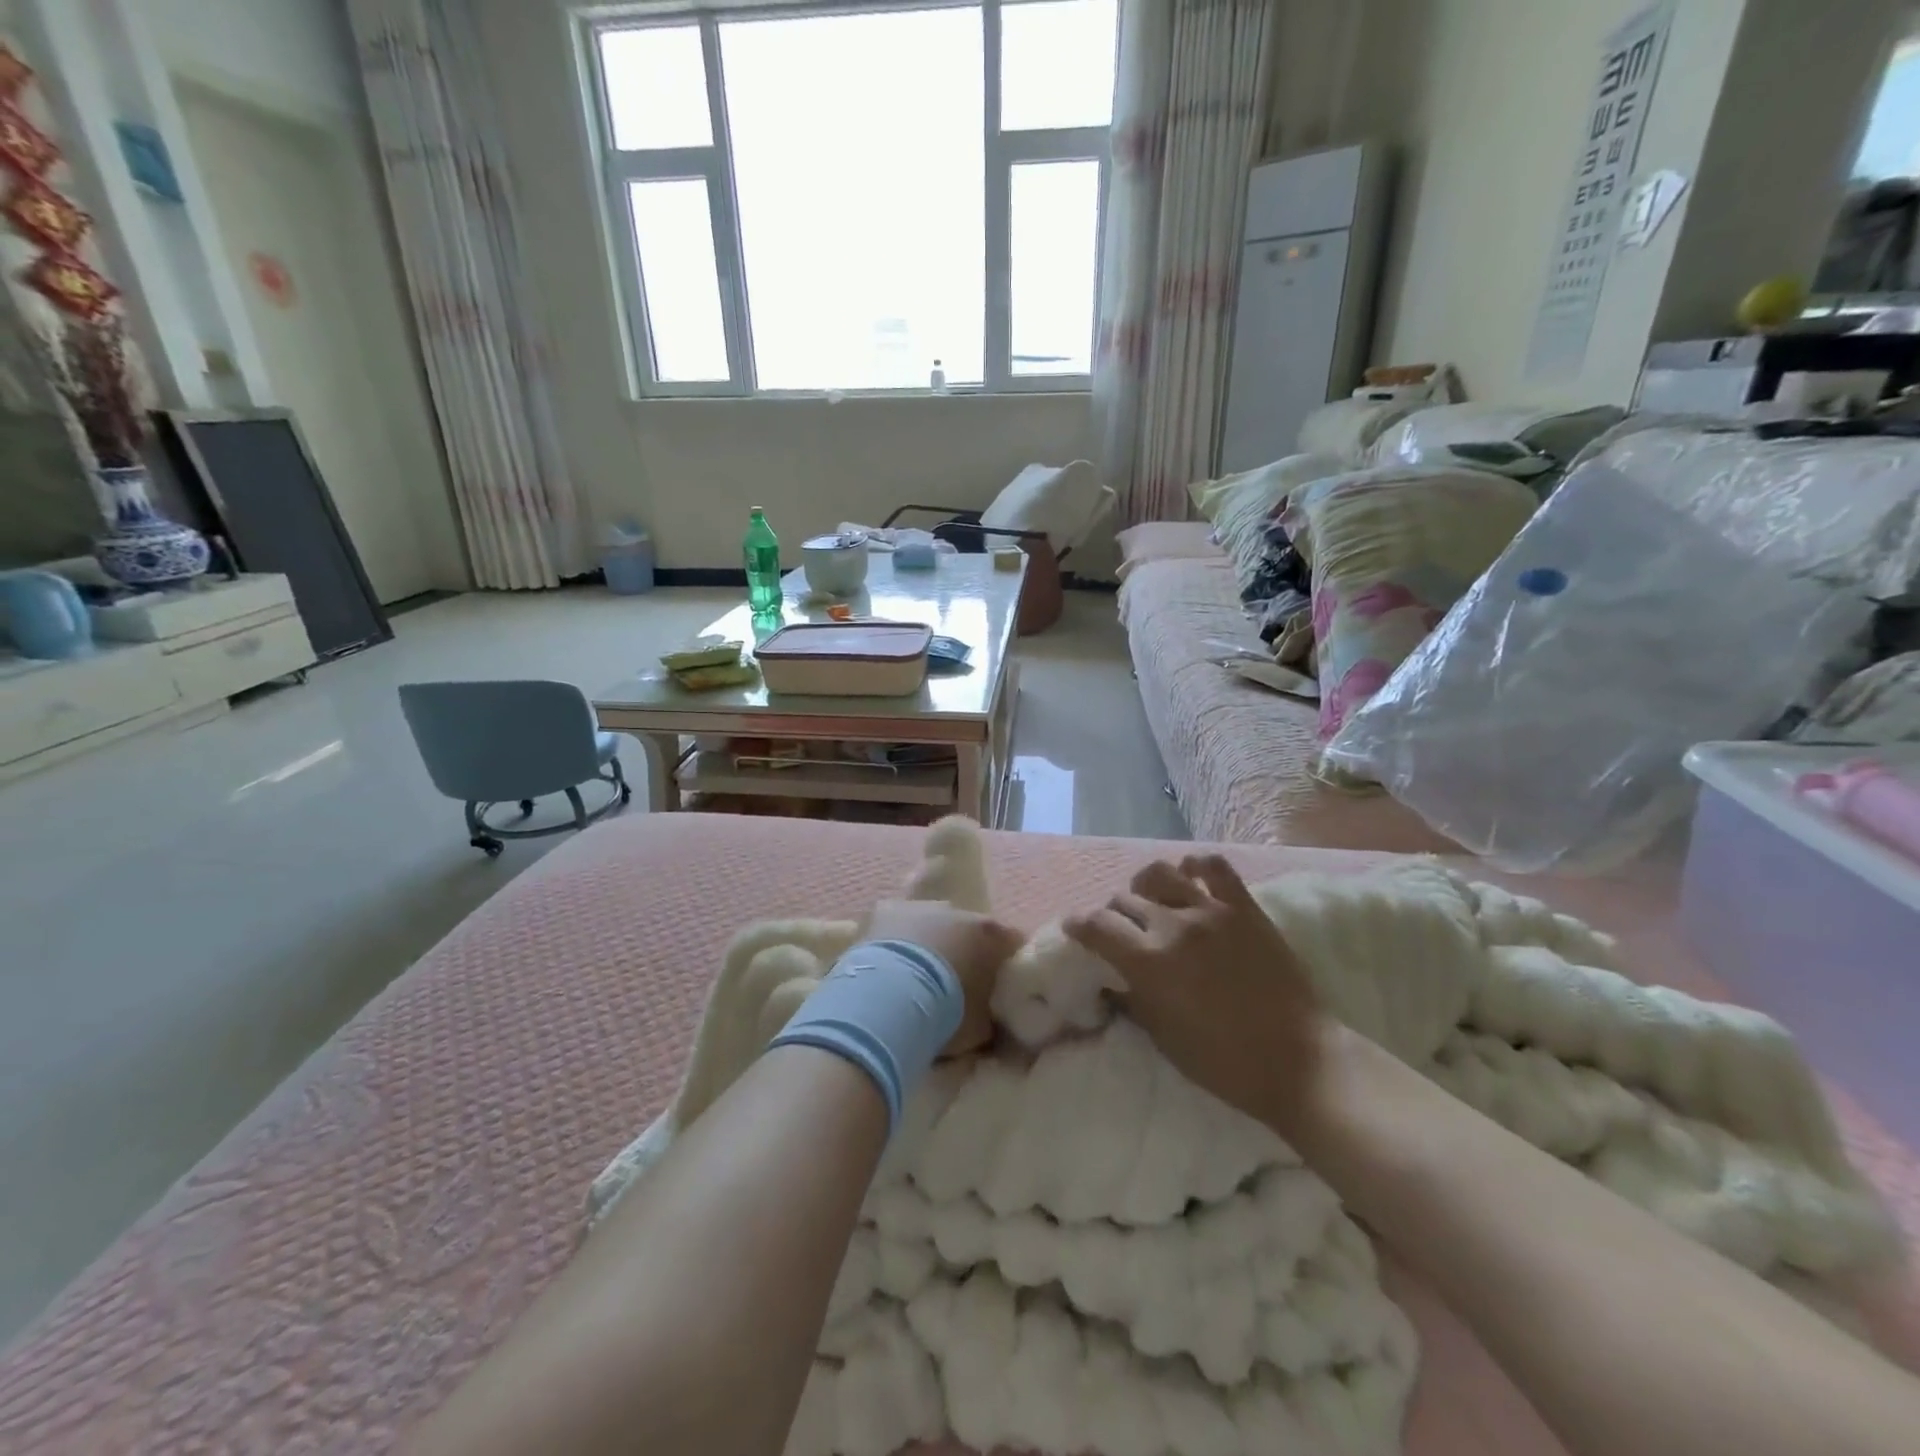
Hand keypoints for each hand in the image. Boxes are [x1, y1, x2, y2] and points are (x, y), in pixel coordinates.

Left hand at [865, 900, 1023, 1055]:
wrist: (889, 998)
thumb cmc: (945, 1012)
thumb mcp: (980, 1028)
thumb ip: (990, 1016)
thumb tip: (990, 1019)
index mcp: (990, 934)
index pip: (1012, 942)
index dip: (1006, 963)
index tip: (999, 985)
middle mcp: (959, 911)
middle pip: (968, 929)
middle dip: (964, 951)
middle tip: (954, 984)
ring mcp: (921, 906)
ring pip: (931, 923)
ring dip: (929, 943)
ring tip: (914, 978)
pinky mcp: (886, 909)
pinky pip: (898, 925)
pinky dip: (896, 941)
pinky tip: (886, 967)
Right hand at [1063, 855, 1330, 1136]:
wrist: (1299, 1060)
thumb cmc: (1225, 1063)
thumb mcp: (1164, 1039)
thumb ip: (1134, 1000)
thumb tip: (1114, 980)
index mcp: (1148, 962)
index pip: (1096, 926)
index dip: (1078, 924)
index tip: (1075, 928)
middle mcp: (1173, 927)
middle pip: (1124, 900)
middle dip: (1113, 914)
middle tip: (1121, 931)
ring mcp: (1211, 912)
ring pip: (1160, 874)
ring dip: (1145, 886)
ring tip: (1151, 900)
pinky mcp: (1244, 908)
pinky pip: (1214, 867)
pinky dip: (1194, 867)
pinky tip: (1190, 877)